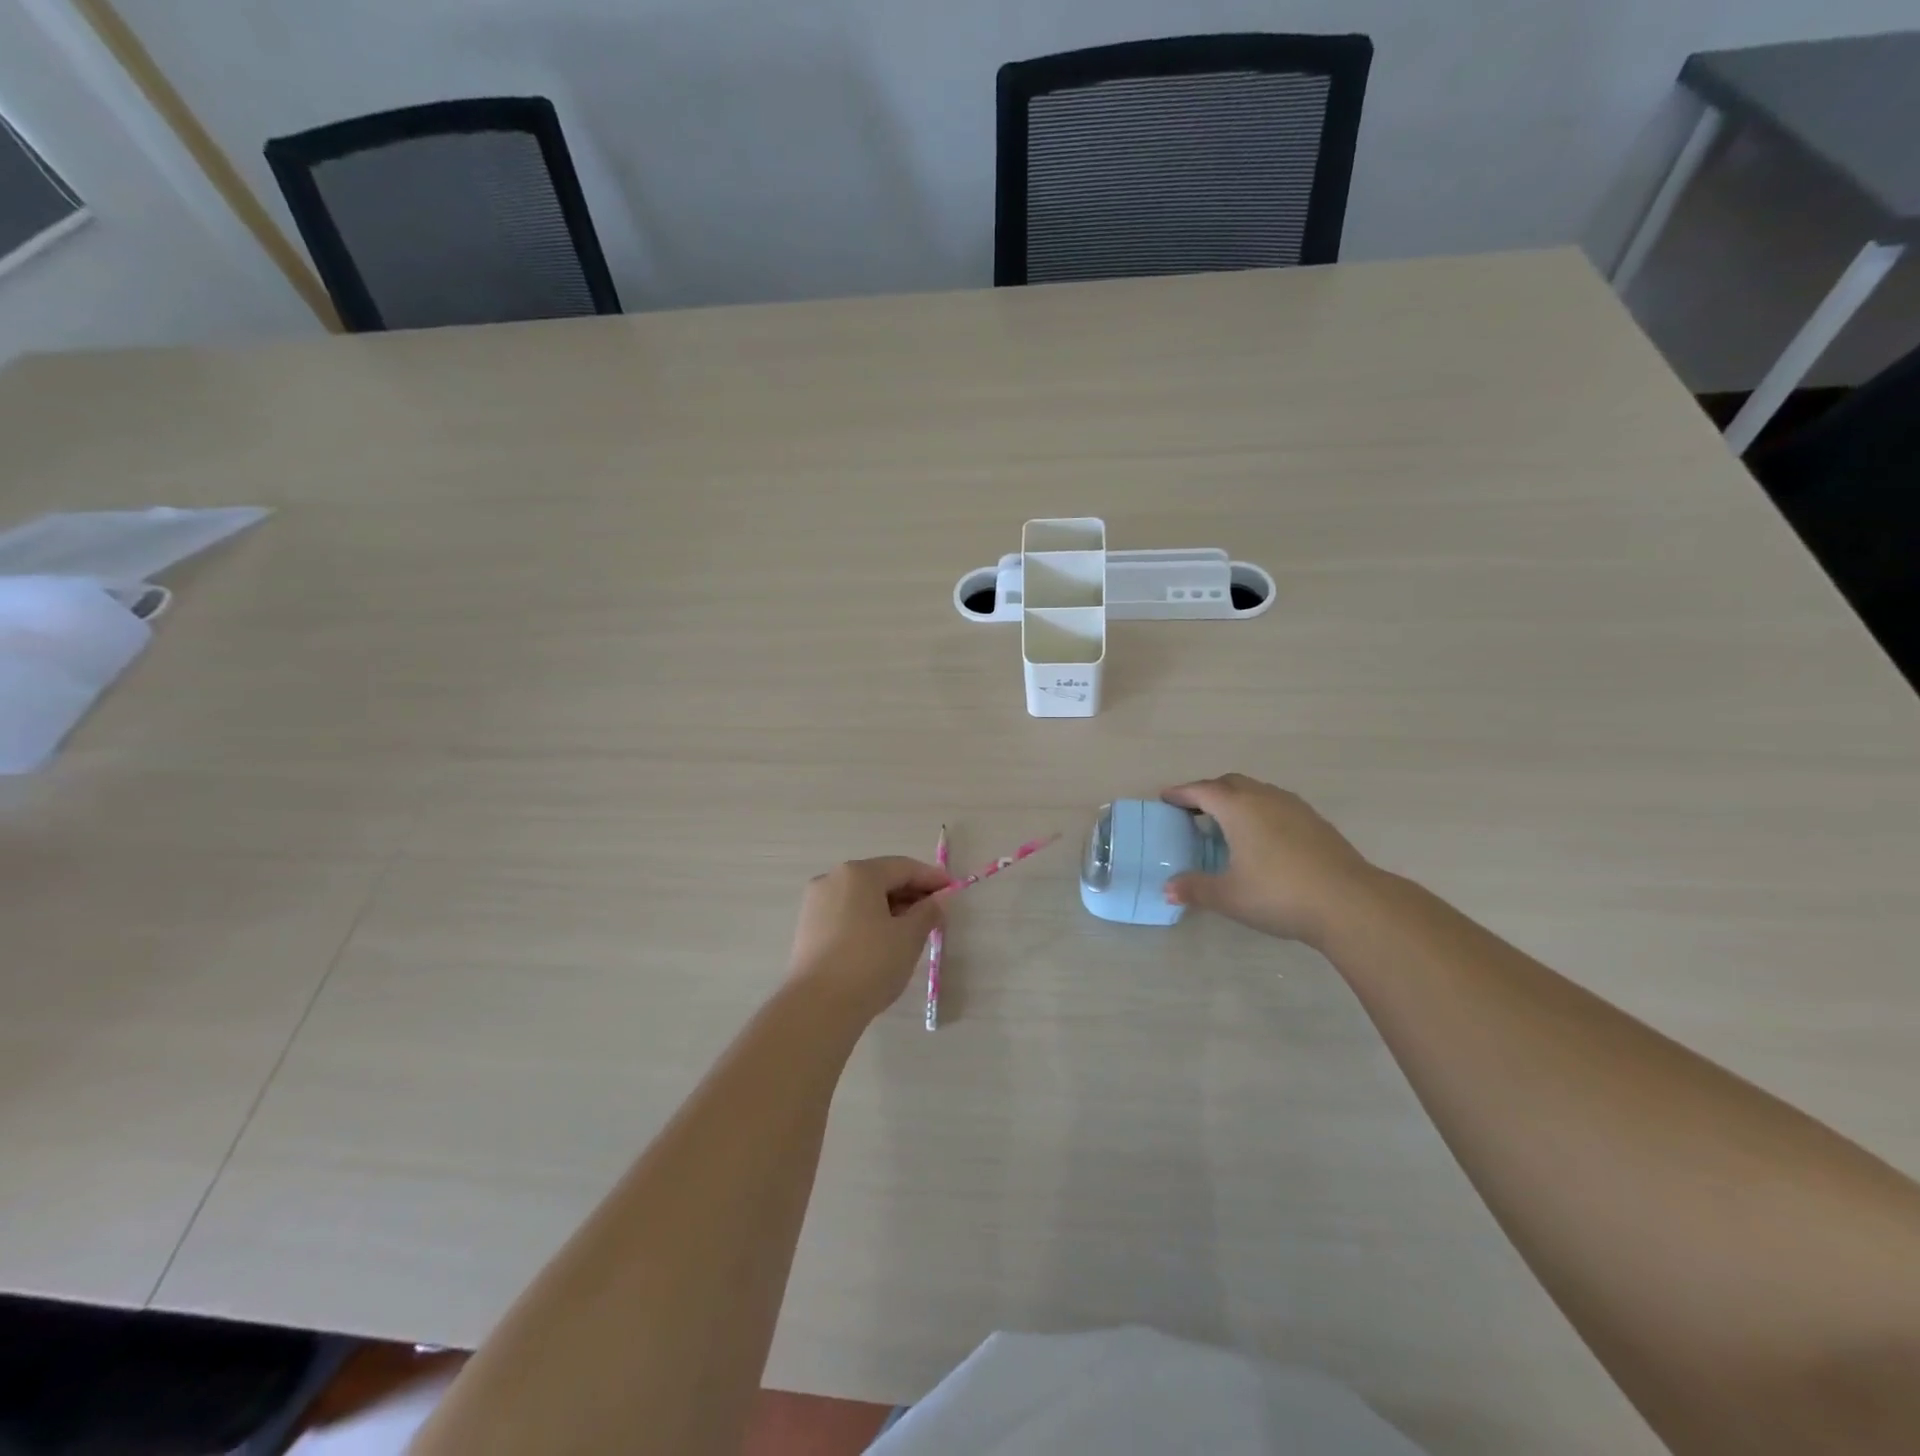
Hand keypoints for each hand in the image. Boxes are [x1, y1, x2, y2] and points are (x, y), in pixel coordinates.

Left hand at [788, 857, 948, 1020]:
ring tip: (913, 930)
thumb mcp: (909, 937)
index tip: (952, 890)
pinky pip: (846, 914)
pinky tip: (884, 941)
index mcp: (858, 873)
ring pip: (862, 897)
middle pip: (880, 879)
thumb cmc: (870, 963)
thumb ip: (928, 912)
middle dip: (910, 893)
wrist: (817, 1007)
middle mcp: (832, 879)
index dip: (931, 878)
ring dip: (890, 908)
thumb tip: (939, 899)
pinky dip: (869, 920)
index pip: (903, 867)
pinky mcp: (808, 928)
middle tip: (935, 913)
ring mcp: (816, 903)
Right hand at [1162, 774, 1378, 946]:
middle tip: (1193, 810)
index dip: (1180, 793)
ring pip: (1257, 791)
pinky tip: (1262, 838)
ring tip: (1226, 823)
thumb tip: (1168, 890)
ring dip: (1236, 800)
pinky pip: (1277, 805)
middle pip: (1230, 783)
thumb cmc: (1279, 893)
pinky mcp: (1316, 822)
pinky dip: (1259, 811)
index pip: (1201, 790)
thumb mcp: (1229, 896)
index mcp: (1238, 808)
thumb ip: (1195, 889)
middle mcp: (1265, 798)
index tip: (1165, 798)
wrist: (1350, 903)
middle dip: (1208, 792)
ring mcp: (1295, 807)